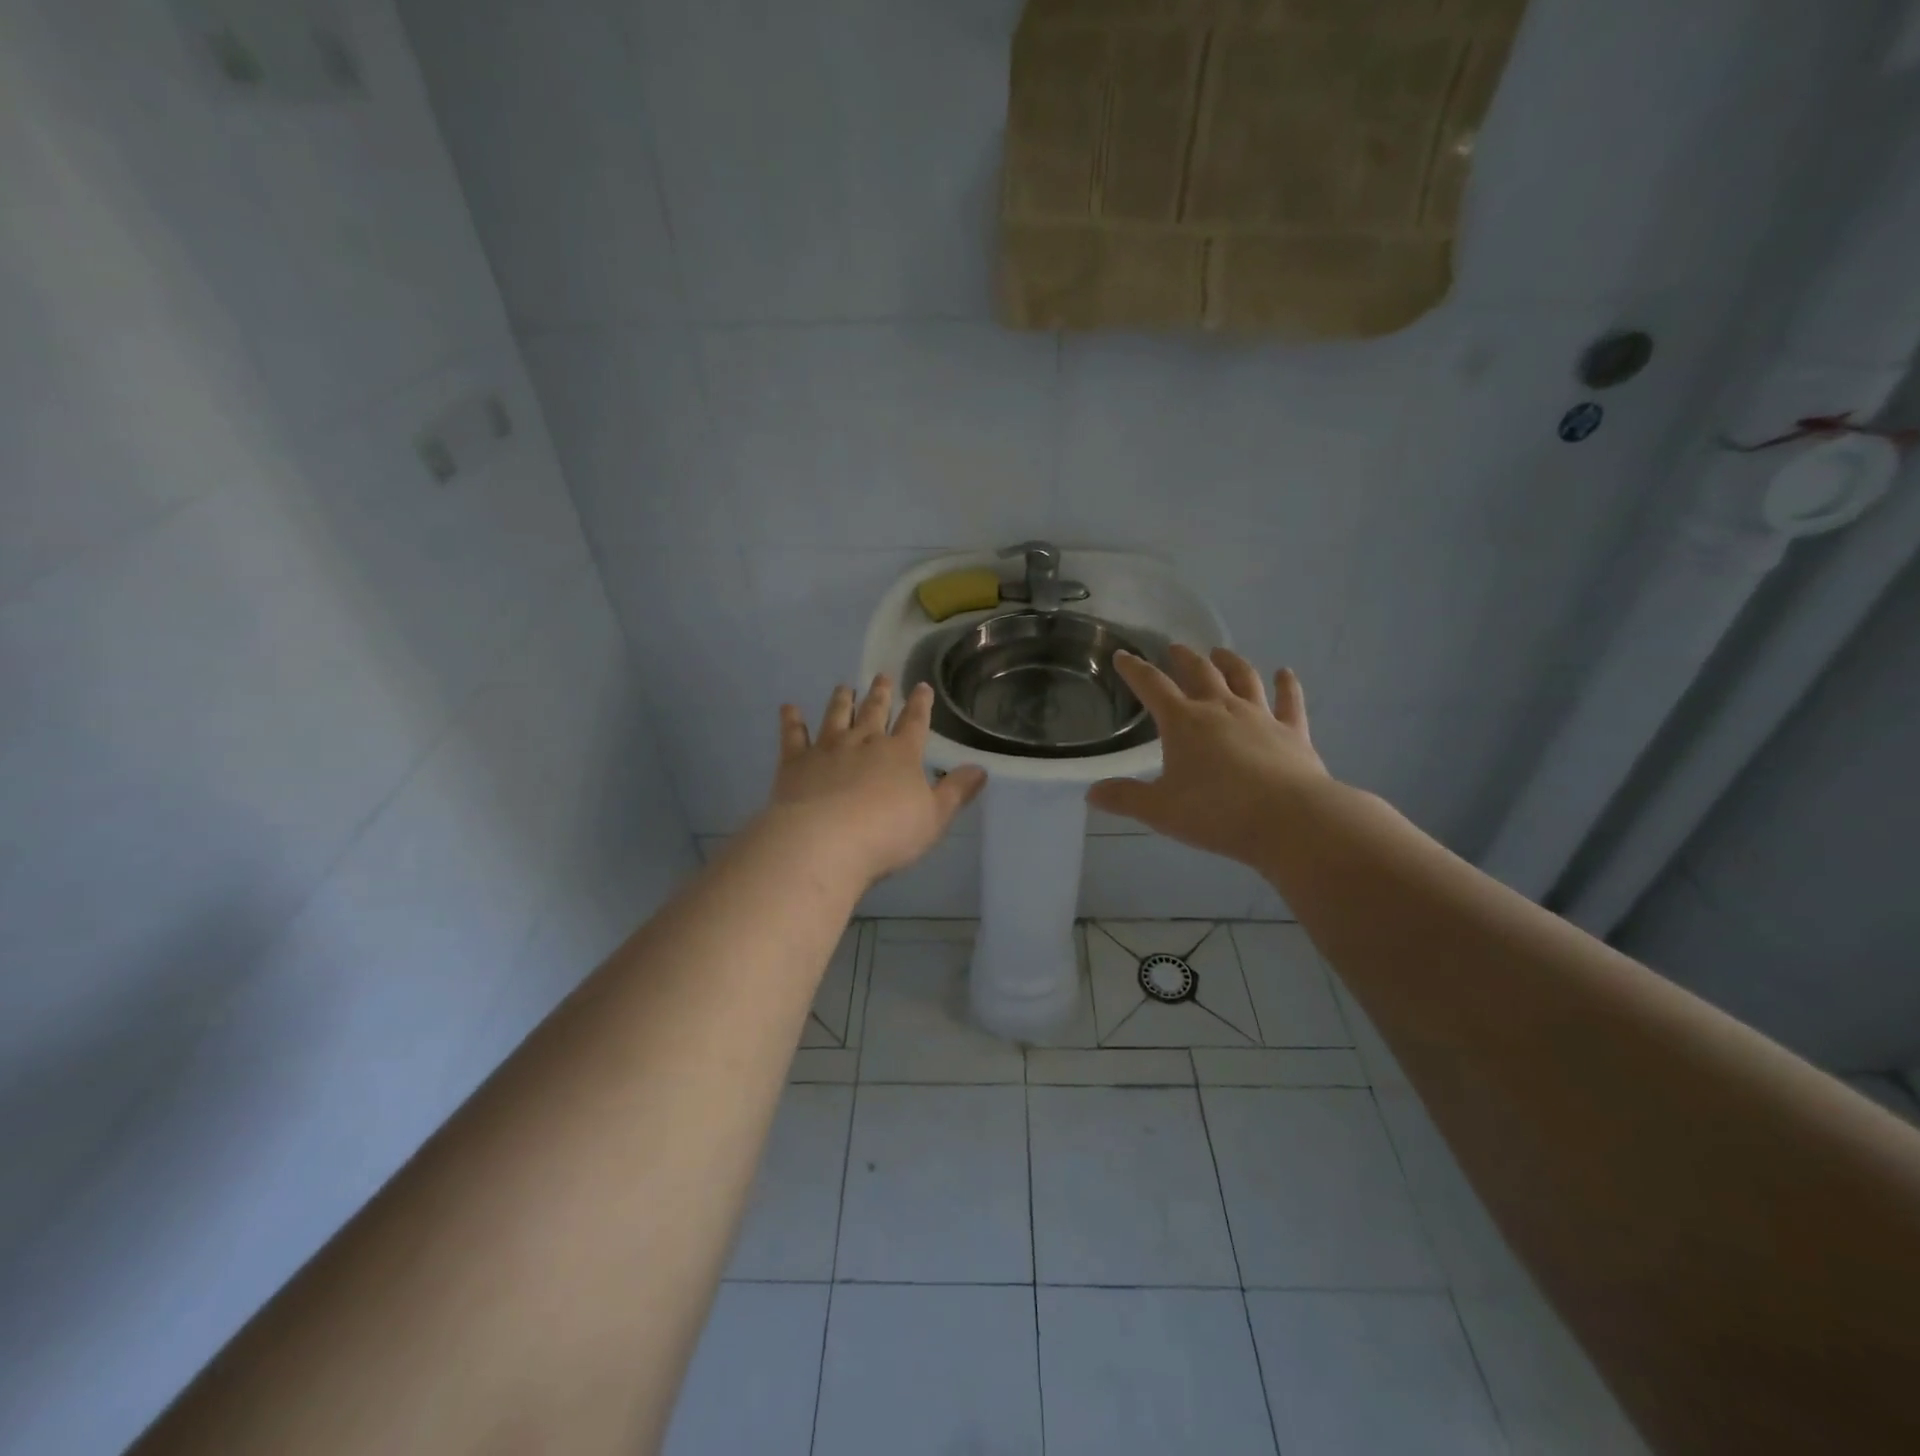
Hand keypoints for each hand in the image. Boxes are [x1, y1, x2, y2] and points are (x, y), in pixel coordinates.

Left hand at [763, 676, 986, 887]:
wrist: (825, 842)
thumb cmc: (887, 834)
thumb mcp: (934, 818)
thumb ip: (956, 792)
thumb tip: (981, 769)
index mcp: (901, 754)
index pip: (915, 722)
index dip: (920, 704)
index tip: (922, 686)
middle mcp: (865, 742)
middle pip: (874, 712)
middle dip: (880, 694)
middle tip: (881, 676)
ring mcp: (827, 748)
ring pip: (837, 716)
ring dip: (842, 700)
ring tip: (844, 686)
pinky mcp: (795, 762)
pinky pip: (793, 735)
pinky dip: (791, 720)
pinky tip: (788, 708)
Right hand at [1087, 645, 1330, 868]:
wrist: (1289, 819)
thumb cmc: (1216, 812)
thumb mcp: (1160, 810)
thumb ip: (1126, 798)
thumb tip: (1092, 794)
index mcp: (1183, 722)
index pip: (1152, 686)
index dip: (1134, 669)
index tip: (1123, 655)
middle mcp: (1220, 708)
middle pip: (1199, 673)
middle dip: (1183, 658)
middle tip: (1175, 648)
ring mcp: (1260, 716)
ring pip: (1243, 678)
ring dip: (1230, 662)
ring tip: (1220, 652)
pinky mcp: (1292, 731)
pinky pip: (1290, 701)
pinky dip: (1287, 685)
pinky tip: (1286, 674)